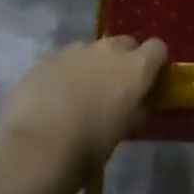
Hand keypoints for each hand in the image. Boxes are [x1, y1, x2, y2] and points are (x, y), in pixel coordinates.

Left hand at [0, 35, 167, 179]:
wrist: (36, 150)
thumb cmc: (88, 148)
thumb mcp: (122, 132)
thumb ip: (133, 110)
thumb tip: (136, 105)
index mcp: (135, 68)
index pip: (157, 48)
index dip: (154, 62)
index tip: (148, 79)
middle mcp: (109, 49)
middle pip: (125, 43)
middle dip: (123, 60)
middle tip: (113, 87)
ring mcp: (76, 49)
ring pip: (93, 50)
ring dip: (92, 65)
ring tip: (79, 93)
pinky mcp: (49, 56)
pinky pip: (66, 58)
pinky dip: (67, 71)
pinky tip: (55, 96)